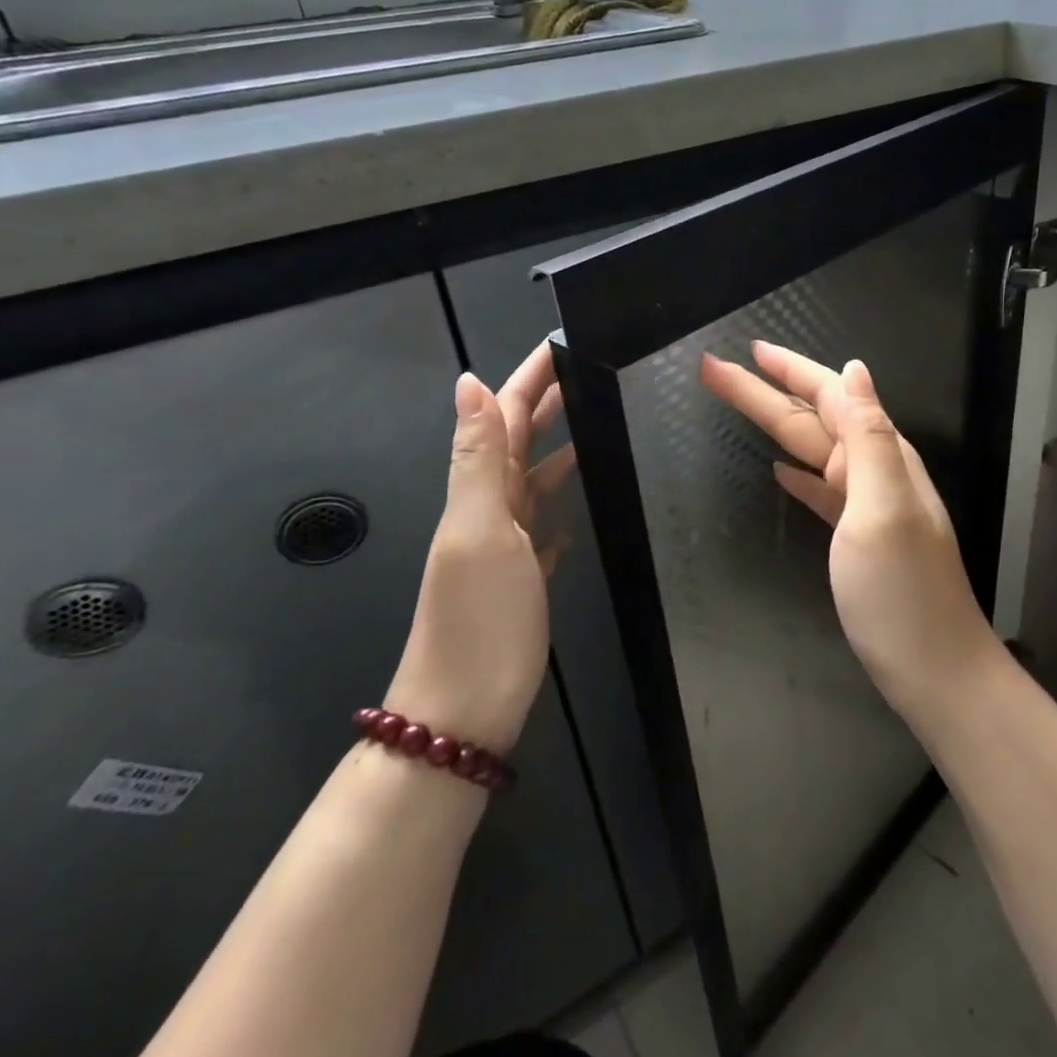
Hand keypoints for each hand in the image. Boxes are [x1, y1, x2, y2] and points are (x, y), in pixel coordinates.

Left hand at [384, 343, 571, 753]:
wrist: (463, 713)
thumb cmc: (478, 621)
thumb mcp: (479, 531)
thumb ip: (478, 458)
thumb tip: (468, 382)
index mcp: (479, 492)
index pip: (504, 416)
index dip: (528, 378)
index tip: (558, 343)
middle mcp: (489, 510)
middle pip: (518, 442)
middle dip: (545, 402)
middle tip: (583, 372)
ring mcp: (506, 545)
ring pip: (532, 481)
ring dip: (556, 448)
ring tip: (593, 426)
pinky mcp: (523, 577)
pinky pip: (542, 526)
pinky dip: (558, 505)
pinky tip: (577, 504)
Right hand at [700, 343, 1004, 724]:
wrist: (935, 670)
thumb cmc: (902, 593)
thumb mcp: (883, 509)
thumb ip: (869, 438)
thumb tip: (857, 371)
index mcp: (878, 458)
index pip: (830, 396)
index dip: (790, 370)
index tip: (749, 350)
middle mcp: (874, 472)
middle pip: (812, 419)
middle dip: (766, 391)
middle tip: (714, 370)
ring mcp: (865, 507)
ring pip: (812, 451)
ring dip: (774, 426)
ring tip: (739, 404)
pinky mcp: (856, 538)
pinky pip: (822, 490)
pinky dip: (800, 475)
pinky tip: (781, 470)